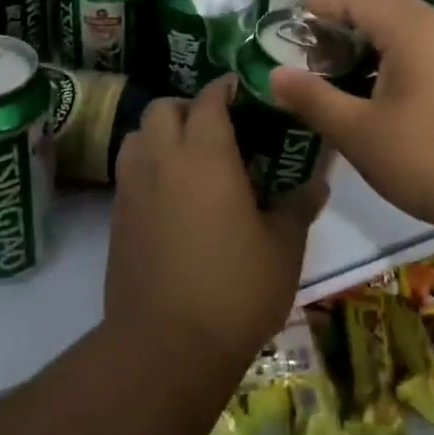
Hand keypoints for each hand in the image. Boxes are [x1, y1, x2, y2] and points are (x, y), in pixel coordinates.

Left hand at [106, 76, 326, 377]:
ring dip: (161, 133)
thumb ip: (298, 206)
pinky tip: (172, 196)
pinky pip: (129, 170)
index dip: (226, 88)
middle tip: (218, 129)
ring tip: (190, 158)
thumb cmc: (234, 289)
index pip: (209, 99)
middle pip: (164, 107)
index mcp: (205, 154)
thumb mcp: (282, 248)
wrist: (165, 346)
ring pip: (138, 134)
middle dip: (189, 107)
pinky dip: (148, 165)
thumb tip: (317, 182)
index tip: (244, 90)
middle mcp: (162, 158)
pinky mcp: (116, 217)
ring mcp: (132, 187)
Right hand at [268, 0, 433, 238]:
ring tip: (344, 60)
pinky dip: (400, 53)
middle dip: (347, 16)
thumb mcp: (360, 132)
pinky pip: (431, 47)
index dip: (322, 2)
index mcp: (411, 28)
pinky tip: (387, 85)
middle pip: (386, 7)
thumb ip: (314, 99)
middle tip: (313, 37)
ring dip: (375, 36)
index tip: (293, 10)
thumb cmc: (431, 157)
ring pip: (411, 28)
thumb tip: (275, 74)